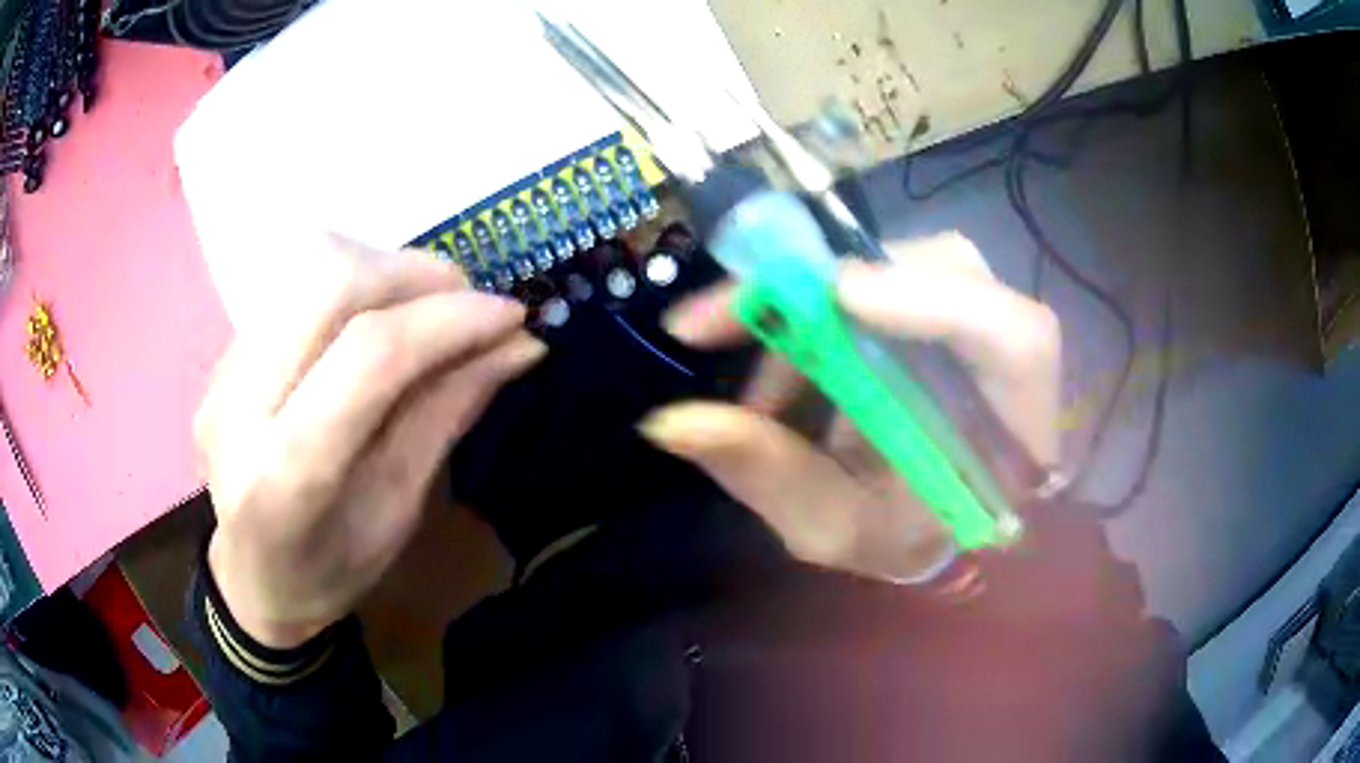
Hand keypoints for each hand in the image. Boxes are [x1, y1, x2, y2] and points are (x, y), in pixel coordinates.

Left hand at [195, 235, 544, 647]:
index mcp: (285, 476)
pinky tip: (372, 321)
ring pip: (307, 266)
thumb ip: (447, 414)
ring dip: (384, 269)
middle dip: (413, 273)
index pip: (368, 357)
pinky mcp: (221, 355)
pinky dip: (351, 285)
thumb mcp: (399, 511)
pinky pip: (293, 284)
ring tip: (423, 307)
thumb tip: (519, 346)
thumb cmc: (330, 570)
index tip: (512, 317)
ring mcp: (221, 373)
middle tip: (465, 301)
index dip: (448, 321)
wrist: (249, 579)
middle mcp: (238, 406)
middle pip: (328, 281)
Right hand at [641, 233, 1060, 582]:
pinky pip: (881, 274)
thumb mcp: (830, 527)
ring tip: (761, 386)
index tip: (828, 296)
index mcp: (1015, 431)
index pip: (1014, 339)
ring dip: (812, 306)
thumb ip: (766, 475)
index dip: (932, 299)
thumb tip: (669, 421)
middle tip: (718, 324)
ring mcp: (980, 316)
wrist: (931, 524)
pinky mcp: (942, 300)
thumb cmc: (899, 540)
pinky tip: (786, 366)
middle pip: (947, 273)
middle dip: (825, 289)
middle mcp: (1009, 359)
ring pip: (902, 264)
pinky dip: (818, 307)